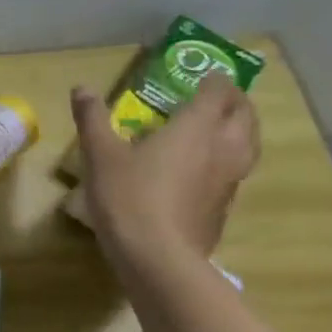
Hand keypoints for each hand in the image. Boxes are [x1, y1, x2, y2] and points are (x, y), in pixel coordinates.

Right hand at [72, 72, 260, 267]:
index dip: (214, 81)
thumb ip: (93, 119)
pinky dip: (229, 159)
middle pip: (244, 116)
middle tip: (218, 97)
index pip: (217, 93)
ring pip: (249, 144)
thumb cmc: (128, 196)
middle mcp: (222, 148)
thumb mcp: (100, 154)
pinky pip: (236, 171)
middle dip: (235, 101)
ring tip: (223, 128)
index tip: (203, 75)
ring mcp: (228, 180)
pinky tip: (208, 169)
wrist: (157, 255)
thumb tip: (82, 87)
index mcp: (195, 128)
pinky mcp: (224, 206)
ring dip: (240, 129)